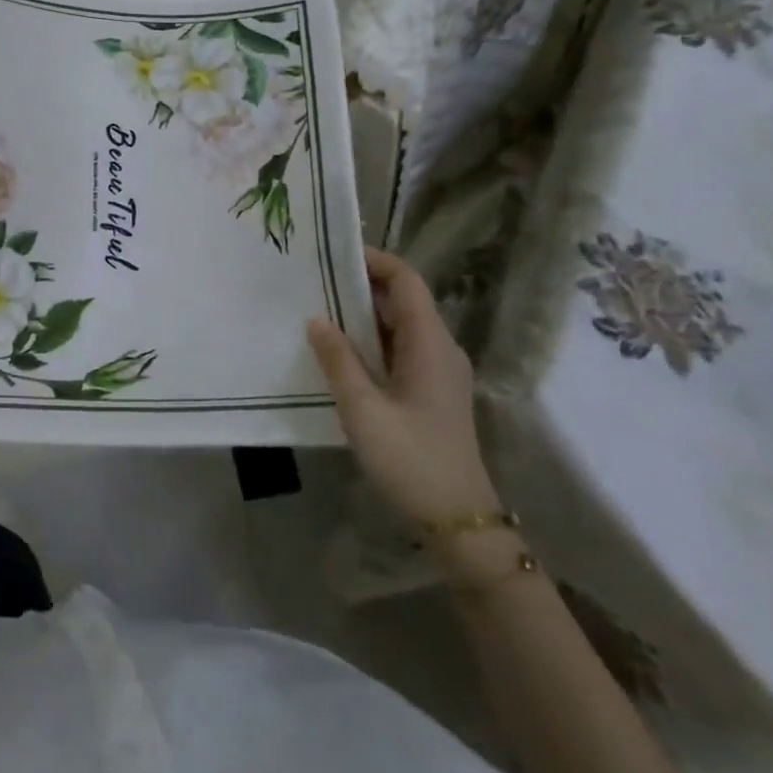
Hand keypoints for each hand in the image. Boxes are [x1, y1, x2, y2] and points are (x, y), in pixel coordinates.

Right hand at [307, 246, 500, 530]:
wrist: (458, 518)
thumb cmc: (411, 458)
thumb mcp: (363, 408)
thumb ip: (338, 359)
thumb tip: (316, 319)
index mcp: (430, 343)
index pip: (406, 280)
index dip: (374, 260)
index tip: (333, 254)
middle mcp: (439, 348)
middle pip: (403, 299)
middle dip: (361, 284)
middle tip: (315, 280)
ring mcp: (438, 370)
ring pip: (399, 325)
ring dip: (363, 314)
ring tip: (318, 308)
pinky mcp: (431, 391)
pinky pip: (400, 349)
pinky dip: (371, 340)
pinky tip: (340, 352)